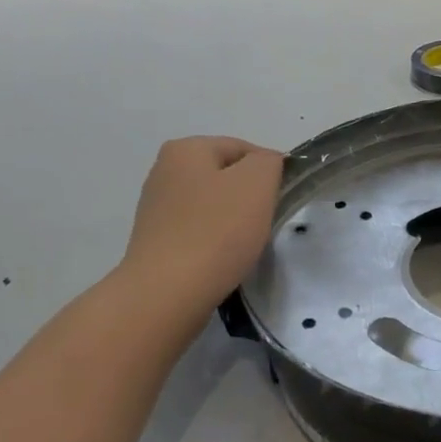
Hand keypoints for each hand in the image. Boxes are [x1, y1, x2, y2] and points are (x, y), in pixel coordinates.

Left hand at [121, 137, 282, 317]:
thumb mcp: (257, 183)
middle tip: (267, 222)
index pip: (244, 149)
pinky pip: (198, 232)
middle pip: (226, 177)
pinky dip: (215, 242)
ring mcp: (156, 208)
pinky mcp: (156, 241)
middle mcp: (164, 171)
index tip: (283, 199)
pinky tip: (223, 259)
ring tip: (246, 245)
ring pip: (213, 206)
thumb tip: (265, 166)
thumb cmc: (217, 232)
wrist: (168, 293)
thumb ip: (269, 162)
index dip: (271, 171)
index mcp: (186, 149)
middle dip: (251, 197)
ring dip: (234, 221)